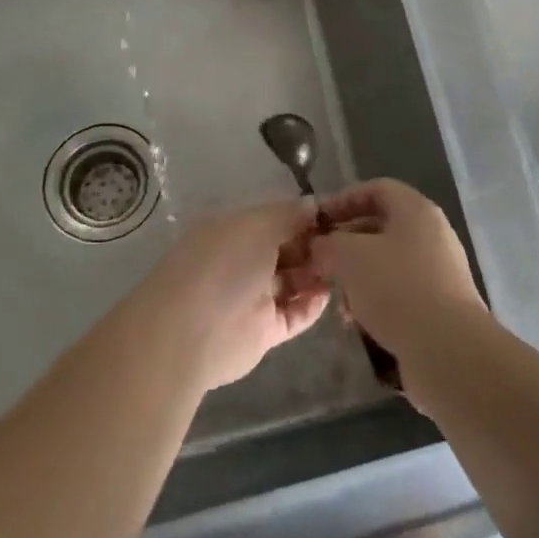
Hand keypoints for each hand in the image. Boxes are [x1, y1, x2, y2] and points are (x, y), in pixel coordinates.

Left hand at [132, 200, 328, 391]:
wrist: (189, 332)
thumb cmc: (224, 264)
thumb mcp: (258, 225)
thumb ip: (290, 214)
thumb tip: (314, 204)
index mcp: (235, 230)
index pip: (276, 218)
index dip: (305, 216)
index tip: (338, 215)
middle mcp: (243, 260)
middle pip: (287, 249)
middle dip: (315, 245)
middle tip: (349, 243)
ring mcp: (253, 297)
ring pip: (293, 281)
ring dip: (317, 273)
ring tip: (346, 267)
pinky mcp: (263, 332)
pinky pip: (294, 314)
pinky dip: (312, 305)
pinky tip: (330, 293)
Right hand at [308, 180, 484, 365]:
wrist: (448, 351)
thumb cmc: (397, 288)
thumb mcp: (350, 257)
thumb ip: (329, 244)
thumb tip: (320, 246)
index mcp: (416, 210)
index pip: (376, 189)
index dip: (343, 200)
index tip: (318, 221)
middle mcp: (432, 234)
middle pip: (381, 227)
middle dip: (346, 243)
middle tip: (319, 261)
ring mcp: (439, 272)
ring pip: (387, 263)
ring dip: (358, 276)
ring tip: (336, 298)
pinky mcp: (439, 306)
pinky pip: (399, 292)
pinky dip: (375, 300)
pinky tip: (357, 322)